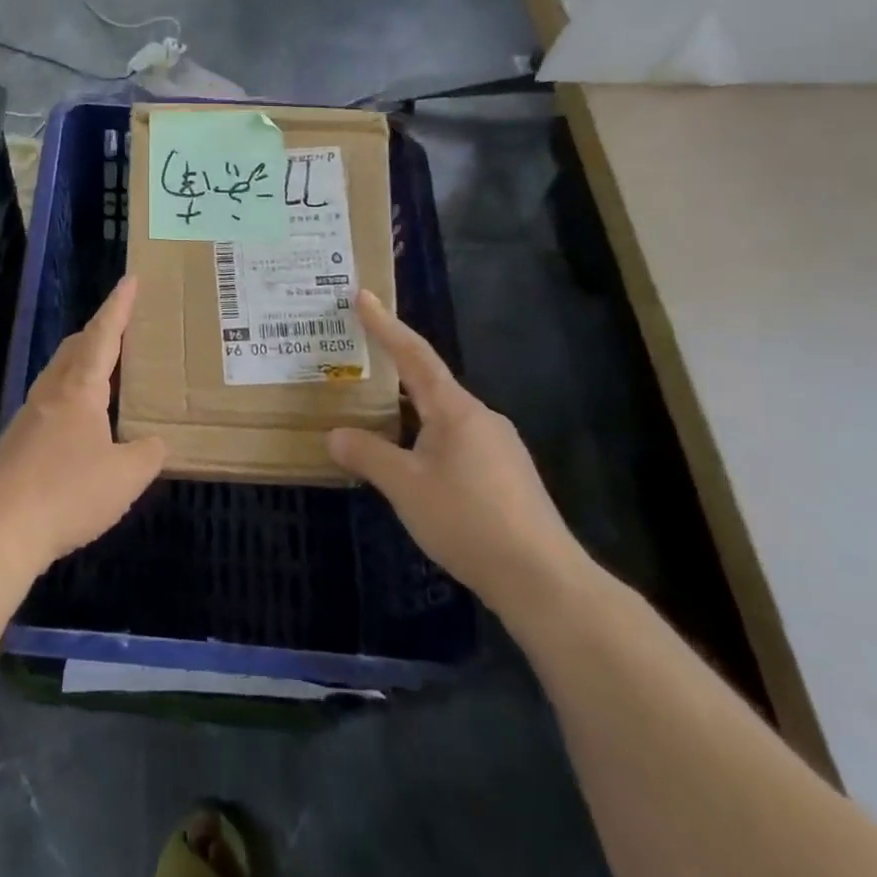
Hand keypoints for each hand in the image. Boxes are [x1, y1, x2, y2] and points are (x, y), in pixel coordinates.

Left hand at [0, 277, 166, 573]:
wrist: (2, 528)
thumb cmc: (69, 493)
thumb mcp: (126, 476)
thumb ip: (148, 453)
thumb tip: (155, 442)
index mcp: (79, 389)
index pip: (103, 335)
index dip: (118, 307)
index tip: (130, 279)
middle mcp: (51, 393)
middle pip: (74, 348)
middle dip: (99, 331)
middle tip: (123, 327)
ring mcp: (29, 416)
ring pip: (59, 374)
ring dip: (82, 363)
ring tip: (106, 373)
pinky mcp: (18, 442)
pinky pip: (50, 401)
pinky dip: (71, 394)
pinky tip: (81, 422)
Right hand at [327, 290, 584, 613]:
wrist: (543, 579)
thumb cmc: (468, 520)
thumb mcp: (405, 487)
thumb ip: (367, 455)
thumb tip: (334, 435)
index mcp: (455, 410)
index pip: (415, 355)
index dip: (386, 326)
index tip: (364, 296)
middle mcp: (481, 419)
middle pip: (430, 384)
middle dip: (394, 372)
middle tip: (358, 363)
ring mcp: (499, 448)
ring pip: (443, 417)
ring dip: (409, 412)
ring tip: (375, 421)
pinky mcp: (507, 476)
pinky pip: (456, 442)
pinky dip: (426, 439)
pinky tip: (414, 466)